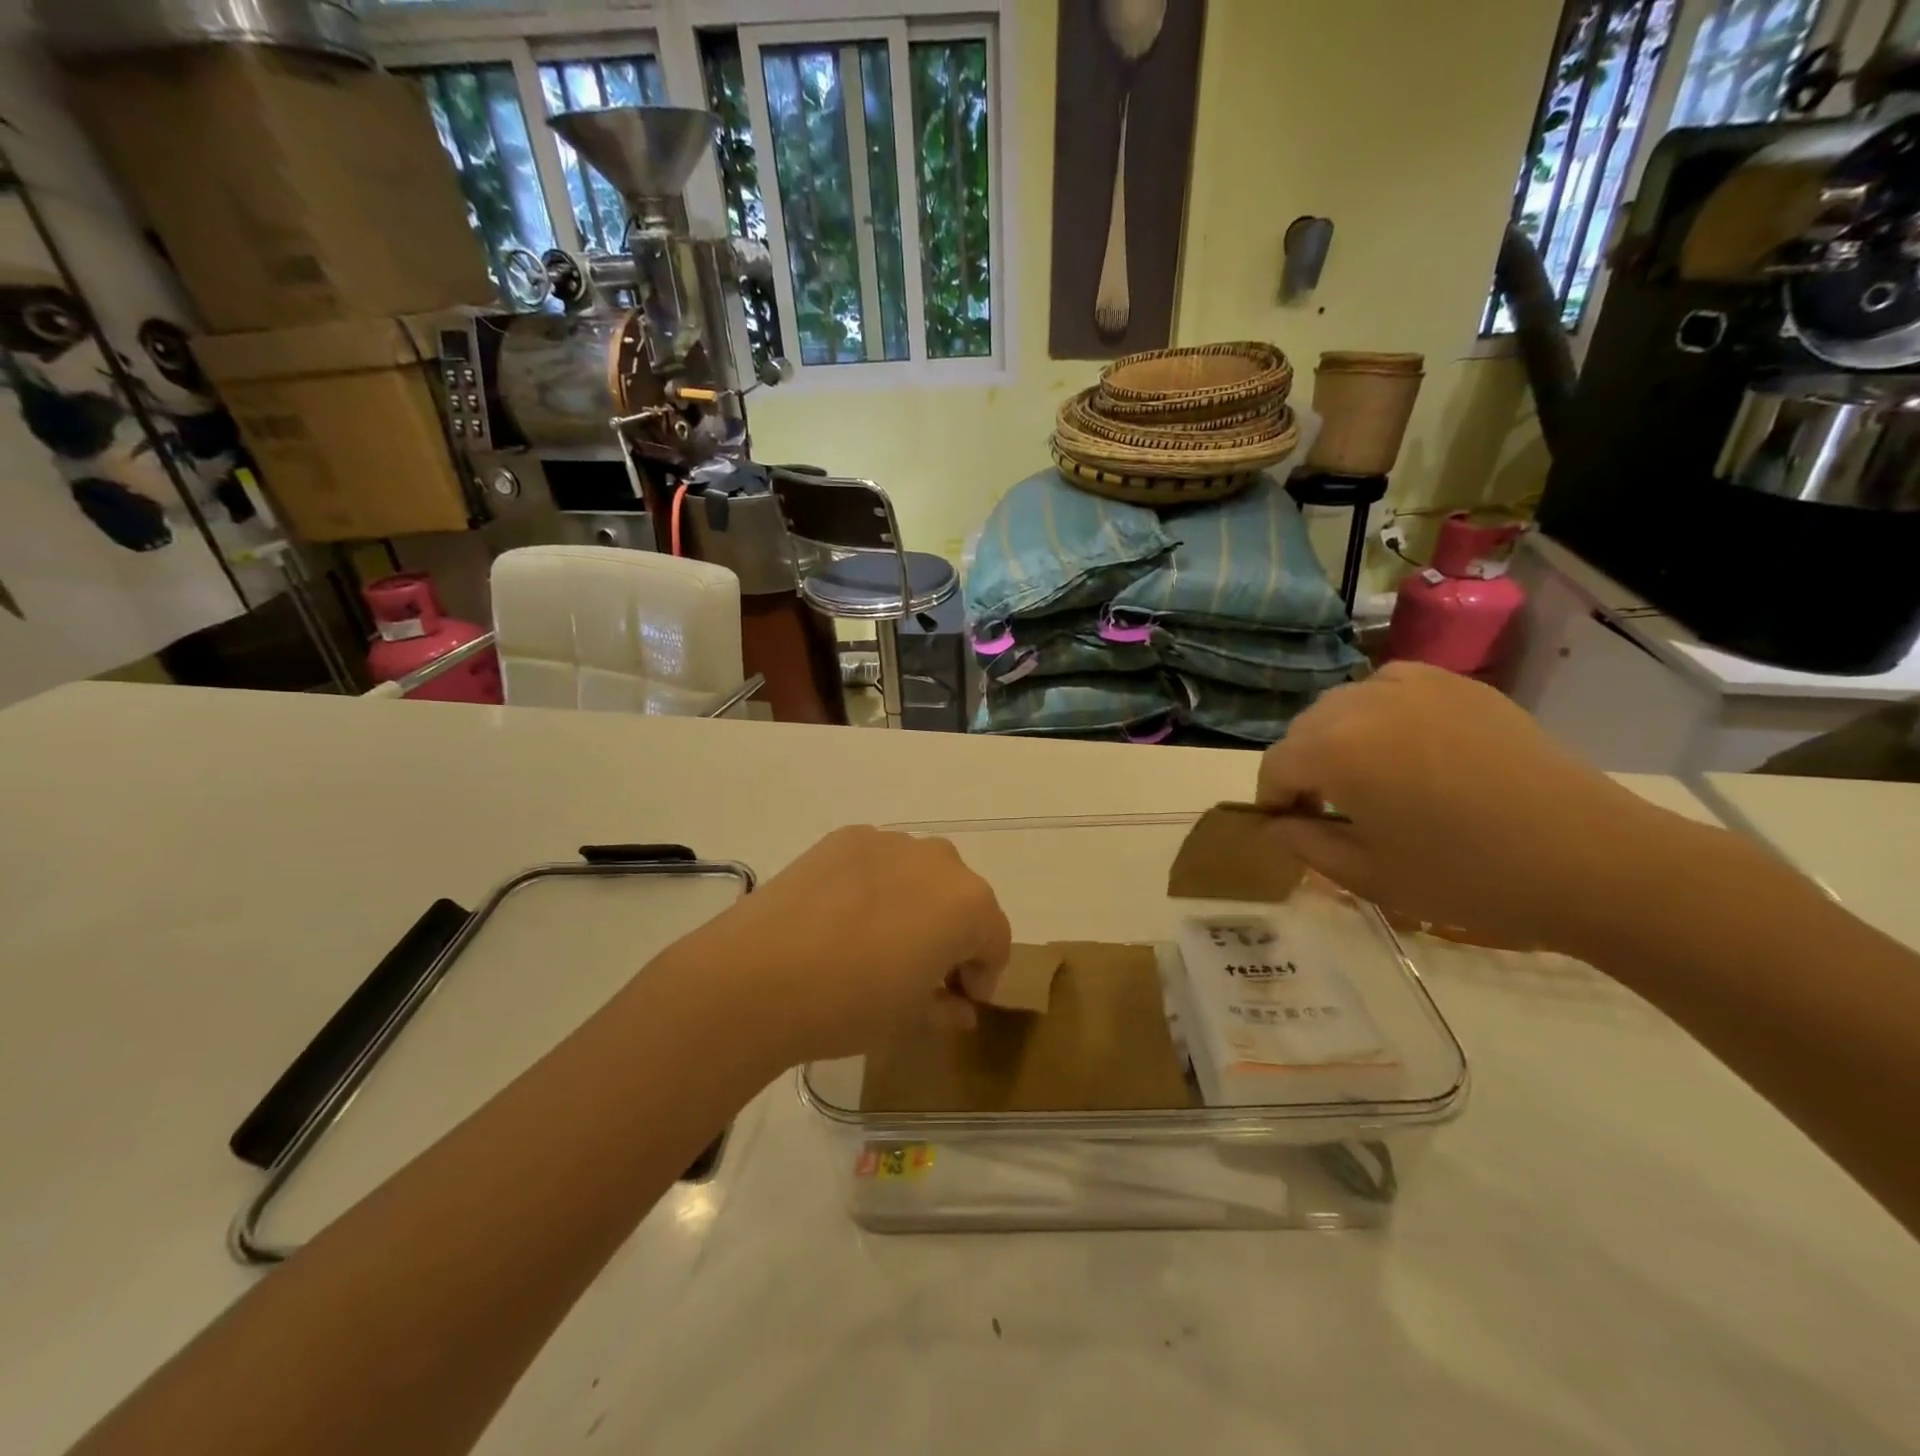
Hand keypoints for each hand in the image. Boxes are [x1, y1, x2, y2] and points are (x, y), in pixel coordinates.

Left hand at [679, 826, 1011, 1062]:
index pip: (995, 938)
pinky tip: (843, 917)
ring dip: (916, 903)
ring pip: (920, 873)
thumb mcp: (909, 1019)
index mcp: (968, 904)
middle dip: (952, 932)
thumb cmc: (851, 1004)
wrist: (759, 975)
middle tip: (922, 970)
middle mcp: (939, 860)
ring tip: (878, 940)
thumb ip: (947, 1008)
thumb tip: (960, 1008)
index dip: (983, 973)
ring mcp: (889, 841)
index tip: (959, 1000)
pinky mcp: (846, 836)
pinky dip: (876, 884)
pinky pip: (878, 861)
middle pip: (961, 898)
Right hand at [1256, 663, 1668, 950]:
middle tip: (1326, 809)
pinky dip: (1380, 714)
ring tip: (1367, 777)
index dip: (1273, 799)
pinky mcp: (1458, 686)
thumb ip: (1305, 845)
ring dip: (1338, 738)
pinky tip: (1405, 748)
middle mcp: (1364, 702)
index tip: (1288, 828)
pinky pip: (1391, 688)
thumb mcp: (1368, 875)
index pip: (1276, 764)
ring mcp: (1416, 686)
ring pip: (1345, 704)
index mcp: (1335, 749)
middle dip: (1303, 766)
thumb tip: (1277, 824)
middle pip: (1305, 729)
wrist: (1591, 860)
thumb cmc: (1467, 876)